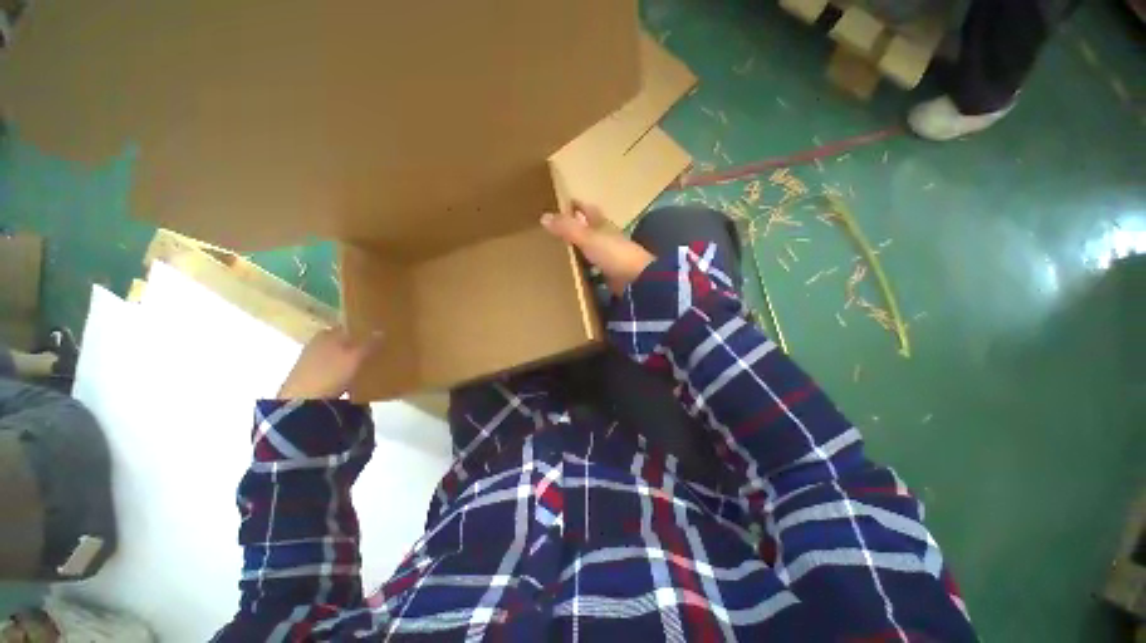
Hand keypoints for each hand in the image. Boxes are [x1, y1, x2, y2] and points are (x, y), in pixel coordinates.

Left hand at [278, 328, 378, 399]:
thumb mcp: (356, 357)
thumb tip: (381, 331)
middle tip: (374, 351)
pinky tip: (350, 377)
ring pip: (335, 354)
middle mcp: (316, 342)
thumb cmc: (331, 372)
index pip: (348, 327)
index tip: (376, 336)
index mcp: (327, 333)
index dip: (362, 331)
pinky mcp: (307, 376)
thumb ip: (369, 344)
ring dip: (347, 358)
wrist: (302, 401)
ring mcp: (309, 359)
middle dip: (355, 345)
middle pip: (341, 341)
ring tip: (365, 365)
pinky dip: (340, 370)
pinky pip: (330, 367)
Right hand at [540, 200, 654, 295]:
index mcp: (602, 224)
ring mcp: (609, 256)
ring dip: (579, 249)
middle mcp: (606, 238)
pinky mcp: (609, 273)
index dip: (577, 205)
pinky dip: (584, 269)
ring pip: (591, 249)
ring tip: (560, 252)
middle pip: (589, 229)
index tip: (563, 203)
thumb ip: (567, 228)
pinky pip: (592, 268)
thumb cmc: (613, 253)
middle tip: (556, 229)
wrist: (636, 279)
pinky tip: (574, 273)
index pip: (588, 209)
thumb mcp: (587, 238)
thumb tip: (543, 216)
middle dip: (576, 227)